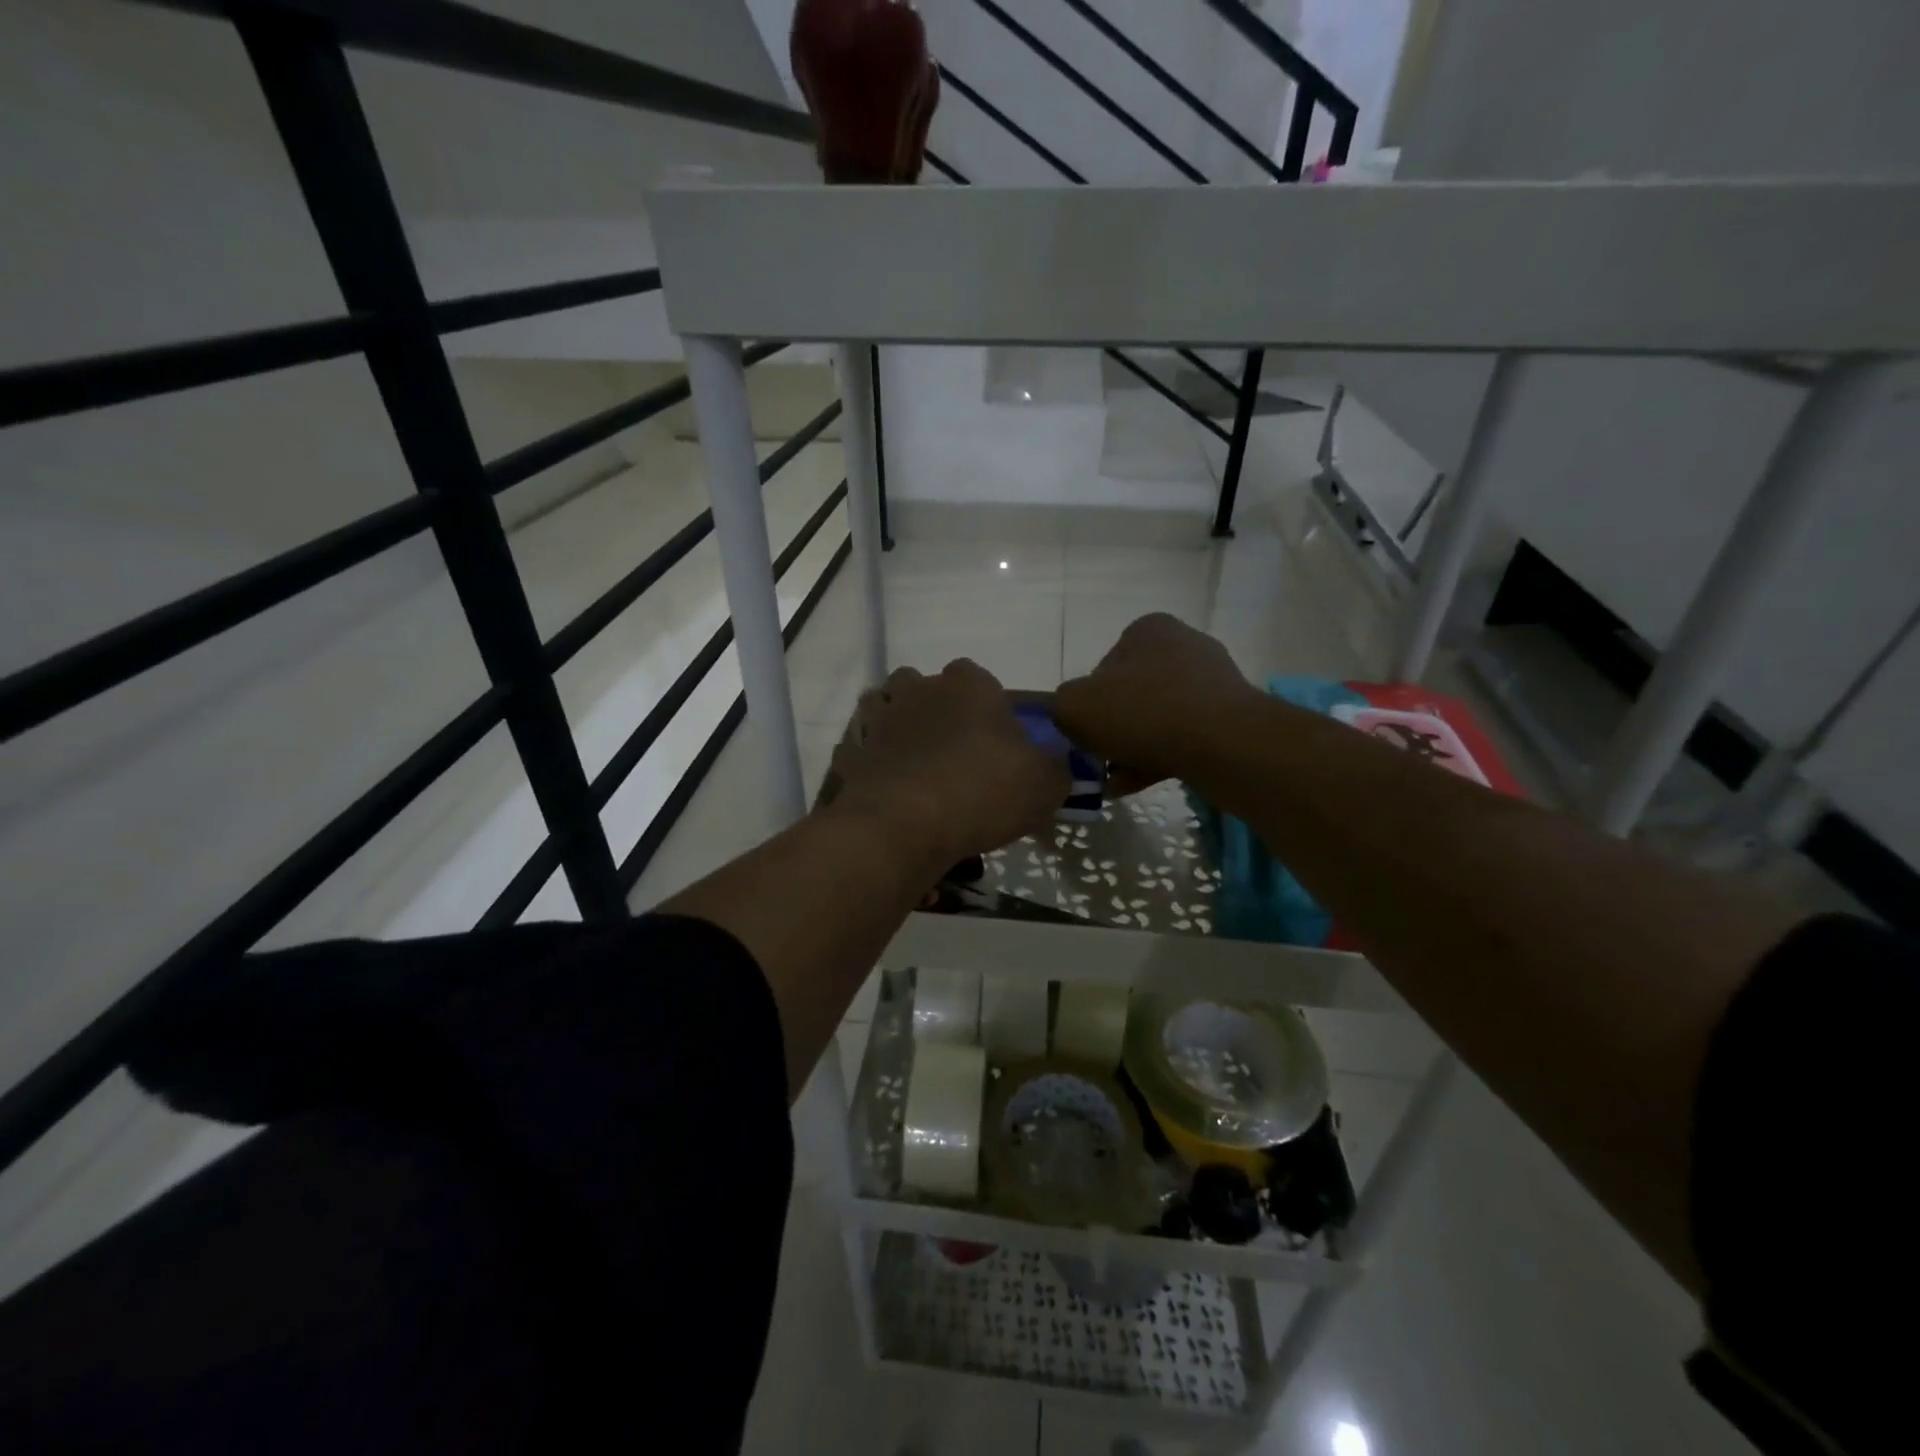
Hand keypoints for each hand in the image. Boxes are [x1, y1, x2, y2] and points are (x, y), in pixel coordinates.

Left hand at [819, 660, 1069, 864]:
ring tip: (918, 767)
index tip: (996, 742)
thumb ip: (1055, 766)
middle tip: (956, 755)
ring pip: (889, 709)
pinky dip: (873, 761)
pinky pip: (864, 748)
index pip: (979, 678)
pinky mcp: (851, 750)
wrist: (903, 824)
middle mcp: (920, 688)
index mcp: (969, 684)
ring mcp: (879, 717)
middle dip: (939, 712)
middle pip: (929, 688)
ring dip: (901, 728)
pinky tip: (889, 788)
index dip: (988, 708)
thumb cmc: (982, 791)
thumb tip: (1053, 762)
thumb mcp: (1045, 784)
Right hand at [1053, 613, 1257, 793]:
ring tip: (1116, 782)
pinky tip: (1140, 784)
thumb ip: (1060, 706)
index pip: (1103, 668)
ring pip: (1156, 719)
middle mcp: (1182, 644)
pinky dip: (1159, 758)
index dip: (1088, 705)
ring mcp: (1212, 680)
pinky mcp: (1230, 715)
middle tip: (1100, 762)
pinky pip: (1183, 737)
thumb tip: (1072, 716)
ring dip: (1133, 749)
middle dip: (1113, 731)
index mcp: (1147, 630)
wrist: (1223, 743)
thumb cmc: (1142, 712)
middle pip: (1130, 695)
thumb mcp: (1074, 707)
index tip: (1085, 734)